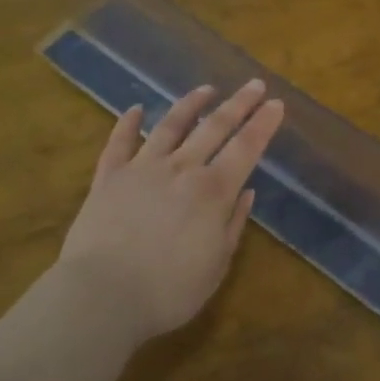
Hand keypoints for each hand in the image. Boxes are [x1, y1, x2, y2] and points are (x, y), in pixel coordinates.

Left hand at [55, 80, 285, 342]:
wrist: (102, 296)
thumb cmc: (169, 291)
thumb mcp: (216, 265)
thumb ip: (233, 224)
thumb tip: (247, 192)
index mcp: (213, 192)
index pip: (246, 148)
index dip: (263, 124)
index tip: (276, 103)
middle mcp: (181, 169)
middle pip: (214, 128)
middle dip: (238, 104)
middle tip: (254, 84)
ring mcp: (142, 169)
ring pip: (170, 126)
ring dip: (191, 104)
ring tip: (206, 89)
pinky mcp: (108, 177)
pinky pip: (119, 143)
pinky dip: (128, 123)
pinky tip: (136, 109)